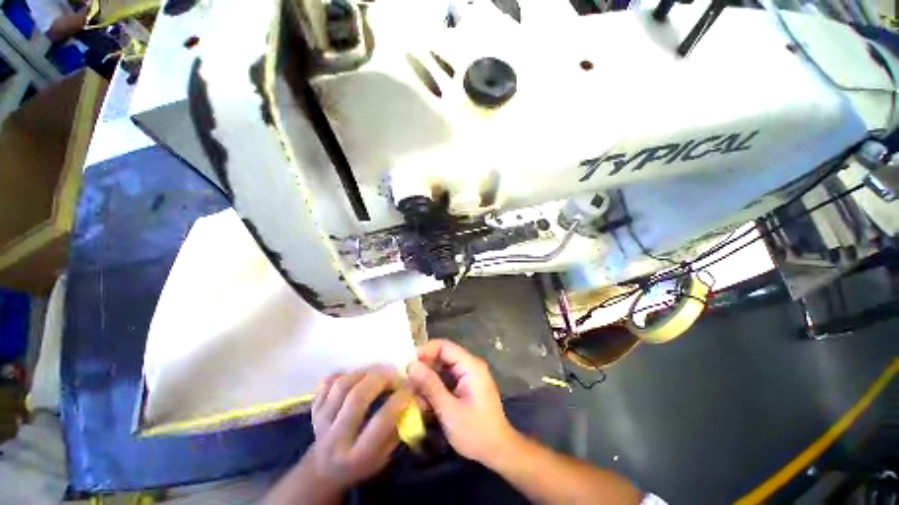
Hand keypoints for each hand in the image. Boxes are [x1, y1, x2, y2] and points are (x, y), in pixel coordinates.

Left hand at [305, 366, 410, 497]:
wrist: (324, 469)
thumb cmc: (362, 463)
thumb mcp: (385, 455)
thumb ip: (400, 426)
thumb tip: (418, 398)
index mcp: (357, 455)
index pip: (381, 421)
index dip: (399, 398)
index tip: (412, 385)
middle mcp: (335, 438)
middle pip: (357, 397)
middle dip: (381, 378)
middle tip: (395, 372)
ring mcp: (321, 422)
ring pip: (341, 385)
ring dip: (364, 372)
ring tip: (378, 370)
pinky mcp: (313, 410)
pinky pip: (326, 383)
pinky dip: (342, 373)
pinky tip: (356, 374)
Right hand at [407, 339, 517, 465]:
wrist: (498, 451)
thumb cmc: (475, 432)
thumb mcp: (449, 410)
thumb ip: (430, 385)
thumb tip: (411, 365)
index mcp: (470, 366)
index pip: (444, 346)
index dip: (425, 350)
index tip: (407, 363)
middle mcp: (470, 365)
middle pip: (443, 355)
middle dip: (424, 365)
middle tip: (406, 379)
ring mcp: (469, 375)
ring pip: (443, 367)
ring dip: (428, 377)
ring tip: (412, 390)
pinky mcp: (466, 385)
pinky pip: (447, 378)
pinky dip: (435, 385)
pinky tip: (424, 399)